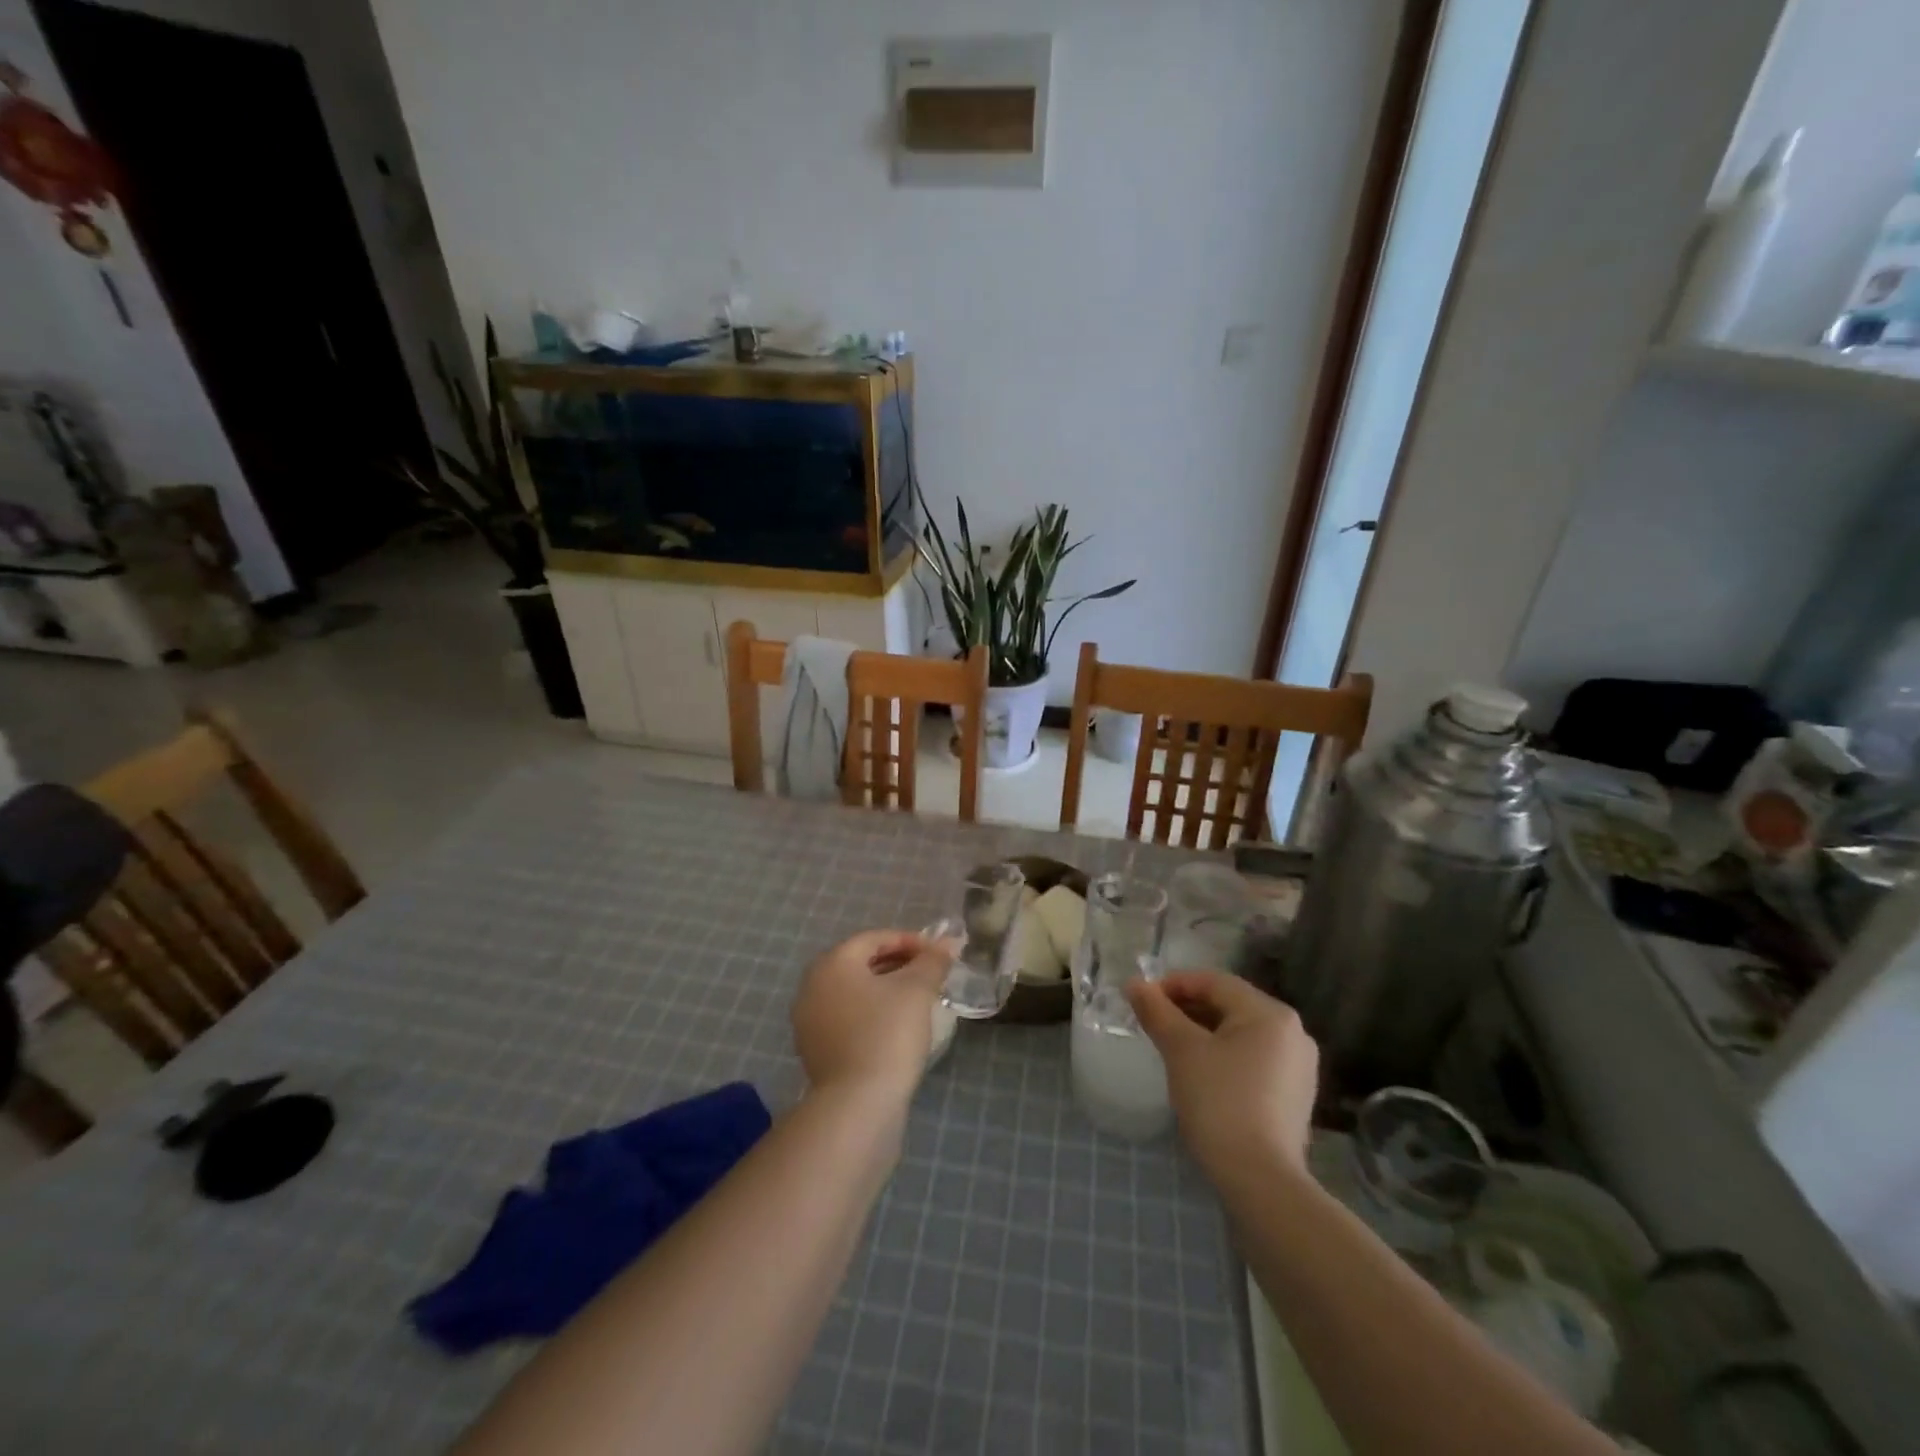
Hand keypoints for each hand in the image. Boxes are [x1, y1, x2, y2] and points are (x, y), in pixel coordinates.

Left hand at [791, 930, 952, 1100]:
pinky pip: (847, 1018)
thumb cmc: (887, 1034)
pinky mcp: (815, 1050)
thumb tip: (948, 942)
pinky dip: (871, 1013)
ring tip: (917, 1000)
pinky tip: (896, 1027)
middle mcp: (812, 986)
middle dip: (897, 963)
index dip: (909, 941)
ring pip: (853, 992)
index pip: (874, 938)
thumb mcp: (917, 990)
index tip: (937, 954)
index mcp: (832, 963)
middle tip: (929, 974)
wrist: (857, 1104)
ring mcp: (809, 1021)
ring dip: (885, 989)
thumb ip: (933, 961)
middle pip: (860, 963)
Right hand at [1127, 971, 1318, 1180]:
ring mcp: (1298, 1068)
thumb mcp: (1181, 1050)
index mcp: (1270, 1014)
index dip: (1174, 985)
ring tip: (1171, 1048)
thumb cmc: (1219, 1102)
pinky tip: (1200, 1075)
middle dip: (1187, 1009)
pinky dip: (1223, 1057)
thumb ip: (1156, 1011)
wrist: (1260, 1182)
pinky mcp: (1294, 1097)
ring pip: (1240, 1034)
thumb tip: (1134, 983)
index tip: (1142, 1000)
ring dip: (1203, 1033)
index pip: (1214, 982)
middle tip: (1153, 1023)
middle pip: (1229, 1006)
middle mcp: (1293, 1033)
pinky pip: (1252, 1060)